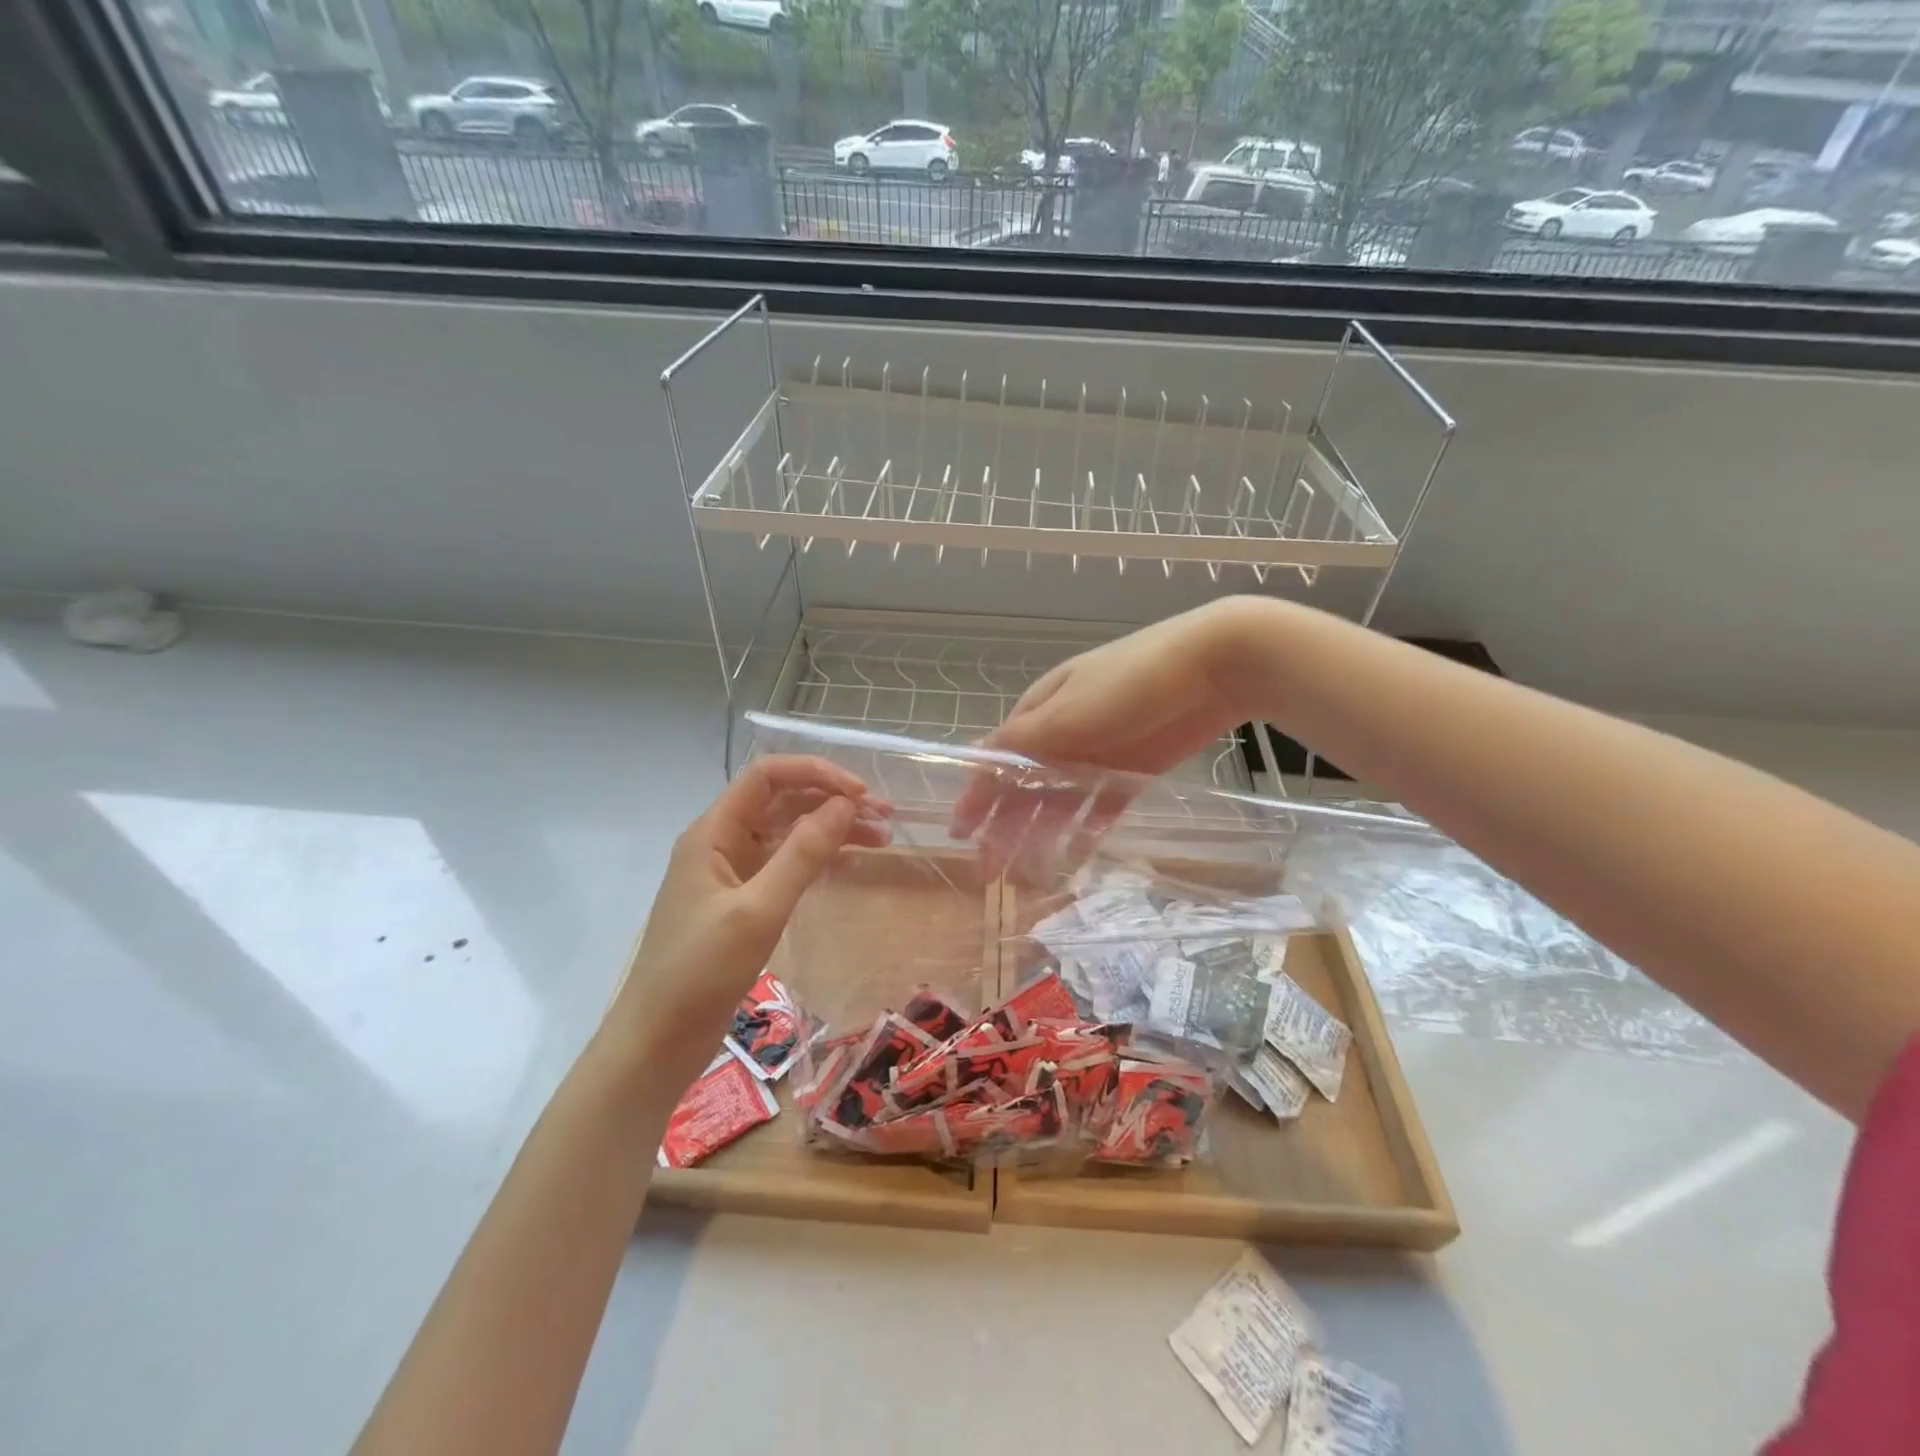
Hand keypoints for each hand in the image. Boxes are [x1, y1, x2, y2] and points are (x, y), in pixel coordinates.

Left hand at [608, 756, 890, 1087]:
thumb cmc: (701, 971)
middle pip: (782, 801)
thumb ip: (803, 853)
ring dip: (831, 829)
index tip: (861, 795)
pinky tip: (849, 861)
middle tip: (884, 817)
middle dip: (832, 801)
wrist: (657, 1042)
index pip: (767, 776)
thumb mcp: (758, 909)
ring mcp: (732, 873)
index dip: (816, 774)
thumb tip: (846, 805)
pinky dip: (818, 858)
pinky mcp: (743, 902)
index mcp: (714, 832)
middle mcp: (722, 842)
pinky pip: (786, 863)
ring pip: (788, 833)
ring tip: (882, 839)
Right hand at [950, 600, 1256, 872]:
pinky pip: (1101, 807)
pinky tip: (1074, 855)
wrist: (1213, 666)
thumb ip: (1023, 740)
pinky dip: (1085, 829)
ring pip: (1059, 802)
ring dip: (1040, 835)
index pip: (997, 760)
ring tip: (1027, 875)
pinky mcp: (1134, 771)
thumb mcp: (1067, 711)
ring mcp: (1099, 755)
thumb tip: (975, 758)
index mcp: (1040, 713)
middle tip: (989, 872)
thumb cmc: (1129, 683)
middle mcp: (1064, 735)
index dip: (976, 797)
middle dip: (1003, 828)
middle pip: (1025, 787)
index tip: (958, 834)